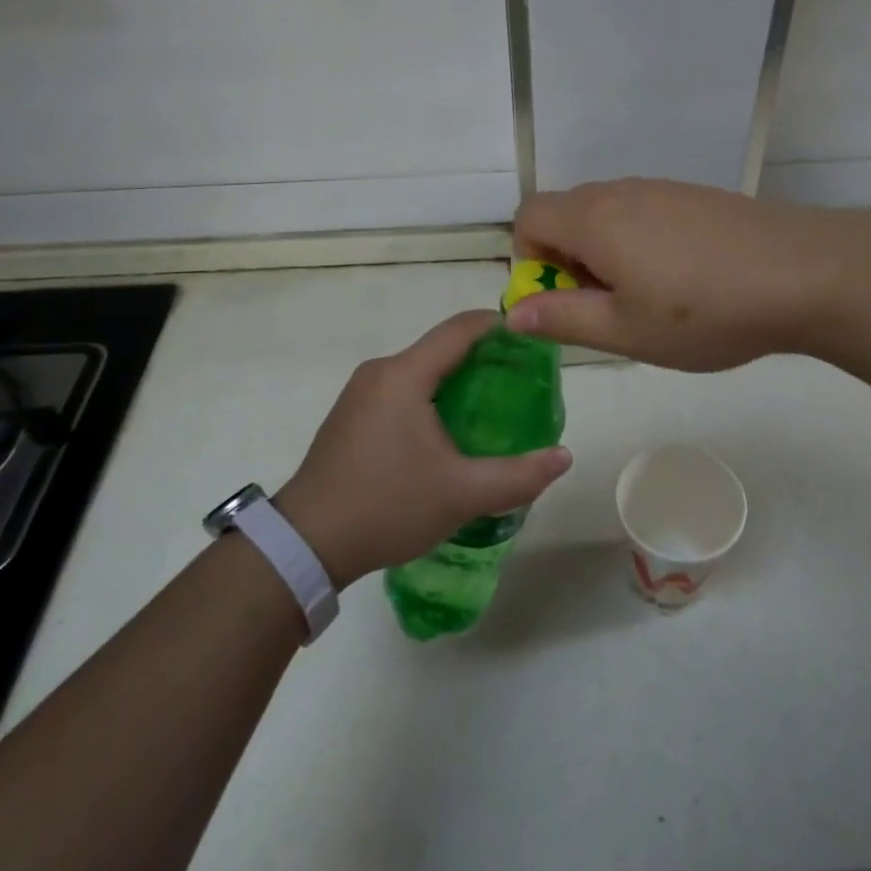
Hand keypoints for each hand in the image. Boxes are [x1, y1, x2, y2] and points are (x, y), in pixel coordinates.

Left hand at [273, 310, 572, 589]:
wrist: (306, 545)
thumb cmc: (387, 506)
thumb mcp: (461, 494)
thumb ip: (518, 475)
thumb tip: (564, 457)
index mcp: (404, 374)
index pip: (460, 329)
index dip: (499, 326)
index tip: (533, 339)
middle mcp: (381, 371)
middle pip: (441, 347)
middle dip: (484, 358)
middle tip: (522, 382)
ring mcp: (360, 392)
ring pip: (421, 370)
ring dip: (457, 379)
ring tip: (493, 407)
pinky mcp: (352, 415)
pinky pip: (402, 389)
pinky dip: (432, 396)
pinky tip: (449, 430)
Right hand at [507, 178, 849, 371]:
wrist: (804, 273)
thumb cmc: (705, 311)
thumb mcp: (625, 331)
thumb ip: (562, 319)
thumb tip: (514, 312)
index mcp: (593, 219)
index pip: (529, 216)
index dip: (529, 259)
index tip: (564, 299)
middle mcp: (621, 192)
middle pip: (566, 213)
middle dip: (568, 260)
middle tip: (609, 306)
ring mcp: (662, 188)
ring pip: (608, 214)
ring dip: (606, 252)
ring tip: (651, 297)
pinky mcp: (694, 195)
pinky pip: (644, 212)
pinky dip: (640, 241)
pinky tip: (686, 278)